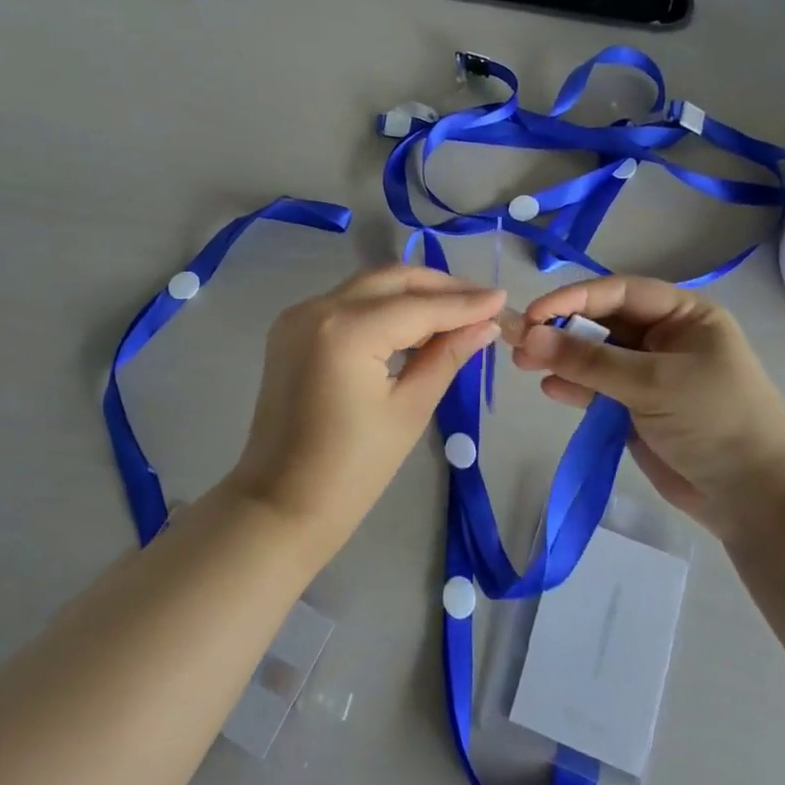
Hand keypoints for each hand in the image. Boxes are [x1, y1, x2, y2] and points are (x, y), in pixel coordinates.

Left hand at [227, 265, 503, 550]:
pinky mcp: (290, 330)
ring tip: (456, 312)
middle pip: (391, 280)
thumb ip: (448, 356)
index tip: (503, 298)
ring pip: (368, 287)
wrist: (281, 504)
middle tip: (482, 302)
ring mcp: (298, 316)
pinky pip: (347, 304)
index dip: (465, 302)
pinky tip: (413, 324)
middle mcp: (318, 308)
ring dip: (412, 294)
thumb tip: (487, 324)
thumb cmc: (353, 469)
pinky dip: (382, 307)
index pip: (419, 306)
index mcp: (346, 330)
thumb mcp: (410, 409)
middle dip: (439, 287)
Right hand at [508, 277, 784, 543]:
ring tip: (523, 365)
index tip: (533, 315)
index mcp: (684, 315)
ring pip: (595, 356)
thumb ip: (588, 360)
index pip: (618, 292)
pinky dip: (574, 387)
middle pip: (603, 322)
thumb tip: (528, 336)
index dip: (573, 299)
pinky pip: (597, 388)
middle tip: (518, 342)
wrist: (756, 500)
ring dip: (561, 358)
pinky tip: (551, 390)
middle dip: (562, 330)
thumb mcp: (652, 383)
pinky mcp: (637, 408)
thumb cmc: (716, 422)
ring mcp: (650, 374)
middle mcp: (665, 337)